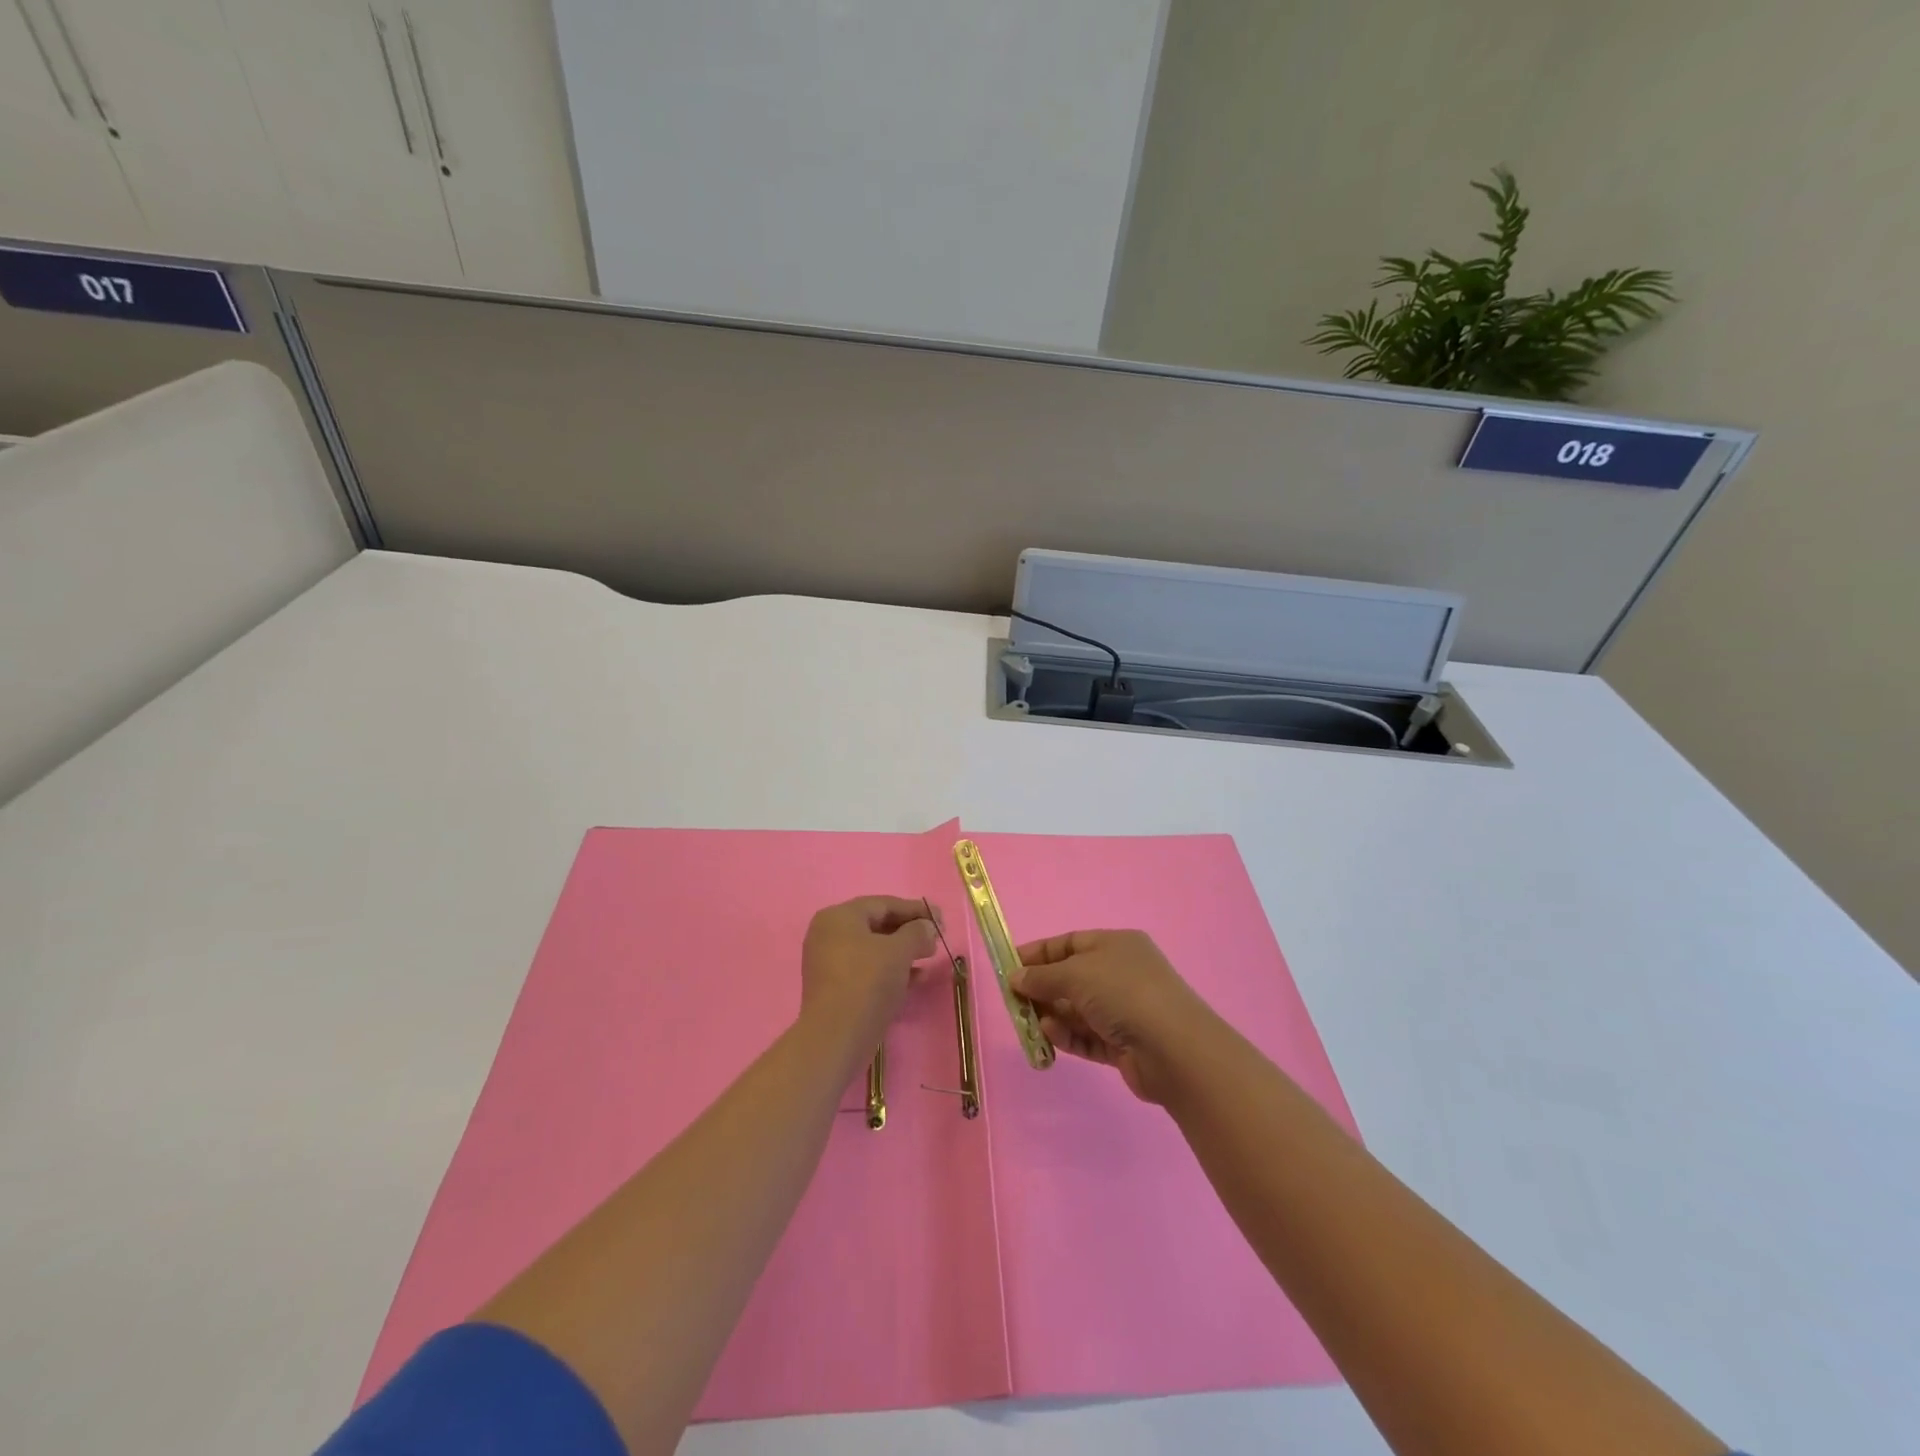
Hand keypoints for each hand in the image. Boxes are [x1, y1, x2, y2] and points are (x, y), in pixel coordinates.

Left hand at [799, 896, 938, 1045]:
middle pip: (877, 925)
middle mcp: (828, 934)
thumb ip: (917, 932)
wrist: (836, 1037)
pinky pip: (866, 969)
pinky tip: (915, 978)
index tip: (940, 918)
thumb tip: (928, 927)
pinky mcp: (834, 987)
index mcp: (839, 917)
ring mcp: (828, 962)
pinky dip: (890, 970)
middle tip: (936, 938)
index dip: (915, 909)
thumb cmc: (867, 982)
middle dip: (909, 931)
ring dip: (902, 952)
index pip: (883, 904)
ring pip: (873, 949)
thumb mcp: (899, 951)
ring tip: (929, 957)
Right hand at [1011, 929, 1217, 1103]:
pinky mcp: (1123, 1044)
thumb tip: (1015, 977)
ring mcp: (1124, 1010)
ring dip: (1052, 1015)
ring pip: (1077, 1010)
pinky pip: (1087, 1036)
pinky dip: (1068, 1035)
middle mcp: (1120, 974)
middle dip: (1042, 989)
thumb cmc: (1123, 993)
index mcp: (1116, 945)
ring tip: (1030, 1023)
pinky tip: (1051, 1036)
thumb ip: (1042, 977)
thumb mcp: (1076, 974)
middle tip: (1014, 1001)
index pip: (1070, 943)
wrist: (1174, 1049)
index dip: (1039, 954)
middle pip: (1071, 978)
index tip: (1009, 966)